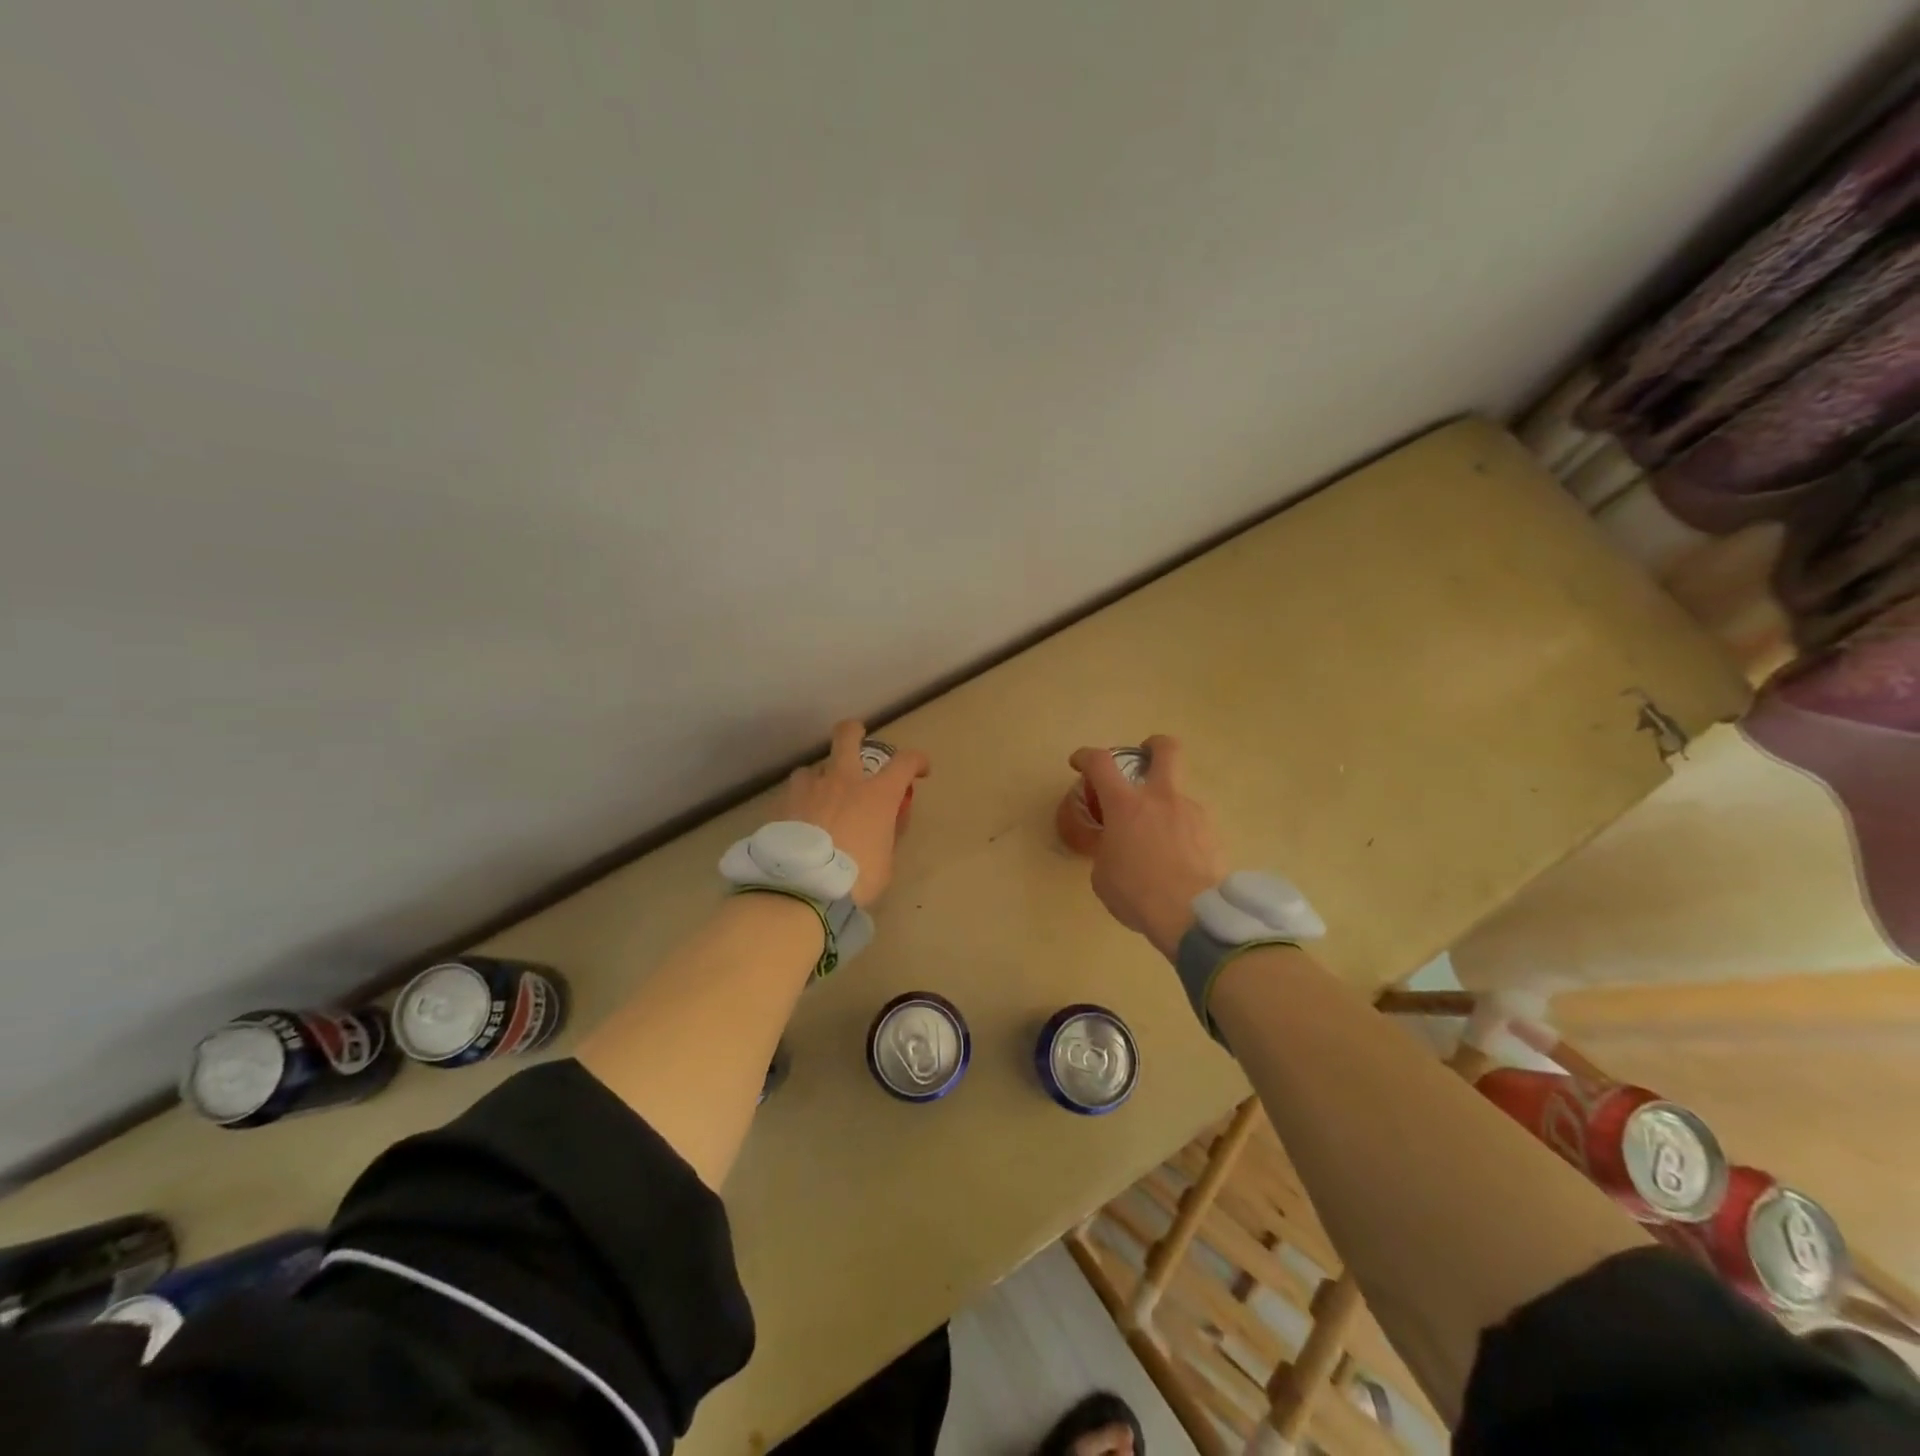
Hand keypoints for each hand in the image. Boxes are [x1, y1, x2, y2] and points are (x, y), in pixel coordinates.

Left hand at [780, 720, 928, 906]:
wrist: (802, 887)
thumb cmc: (855, 878)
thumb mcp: (885, 862)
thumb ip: (887, 834)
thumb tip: (889, 821)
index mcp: (877, 794)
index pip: (905, 762)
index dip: (917, 761)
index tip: (920, 770)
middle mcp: (843, 781)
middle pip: (847, 736)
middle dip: (854, 732)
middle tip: (857, 737)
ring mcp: (810, 788)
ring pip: (813, 767)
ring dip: (820, 778)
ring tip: (818, 797)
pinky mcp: (783, 804)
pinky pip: (793, 793)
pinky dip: (799, 801)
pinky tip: (798, 820)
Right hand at [1070, 734, 1224, 959]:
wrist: (1193, 915)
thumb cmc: (1137, 893)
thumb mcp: (1103, 874)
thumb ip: (1107, 849)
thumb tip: (1116, 847)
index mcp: (1126, 805)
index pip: (1100, 763)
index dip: (1086, 756)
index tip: (1079, 763)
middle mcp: (1162, 798)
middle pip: (1166, 749)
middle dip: (1153, 746)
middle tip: (1145, 757)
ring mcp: (1193, 813)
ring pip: (1179, 796)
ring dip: (1167, 808)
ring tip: (1159, 842)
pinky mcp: (1214, 834)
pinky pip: (1194, 826)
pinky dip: (1183, 835)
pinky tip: (1179, 862)